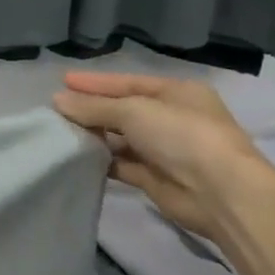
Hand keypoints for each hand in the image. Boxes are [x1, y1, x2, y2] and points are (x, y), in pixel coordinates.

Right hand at [52, 72, 262, 238]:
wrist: (219, 192)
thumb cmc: (181, 136)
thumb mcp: (134, 111)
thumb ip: (93, 107)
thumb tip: (57, 101)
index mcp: (176, 93)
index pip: (128, 83)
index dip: (95, 83)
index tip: (62, 81)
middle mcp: (171, 118)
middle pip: (122, 110)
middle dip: (91, 110)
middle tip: (55, 111)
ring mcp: (163, 149)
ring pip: (120, 138)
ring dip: (93, 136)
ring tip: (59, 133)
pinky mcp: (154, 177)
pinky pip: (121, 164)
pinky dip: (101, 161)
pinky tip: (76, 158)